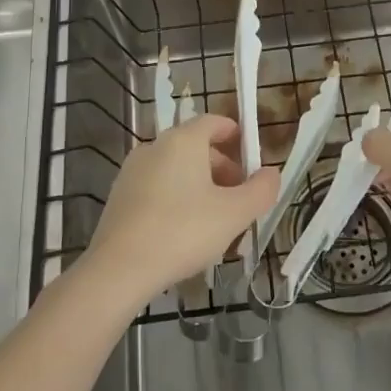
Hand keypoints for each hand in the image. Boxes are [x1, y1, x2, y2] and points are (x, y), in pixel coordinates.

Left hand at [84, 114, 279, 302]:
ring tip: (216, 220)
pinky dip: (176, 198)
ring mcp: (133, 170)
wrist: (119, 269)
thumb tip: (272, 173)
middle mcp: (156, 146)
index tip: (252, 159)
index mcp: (183, 140)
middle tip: (239, 199)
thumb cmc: (182, 232)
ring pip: (176, 169)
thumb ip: (260, 191)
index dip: (237, 136)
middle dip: (222, 168)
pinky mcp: (120, 195)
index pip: (215, 122)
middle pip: (196, 146)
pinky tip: (184, 232)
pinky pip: (158, 187)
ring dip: (200, 186)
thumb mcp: (234, 214)